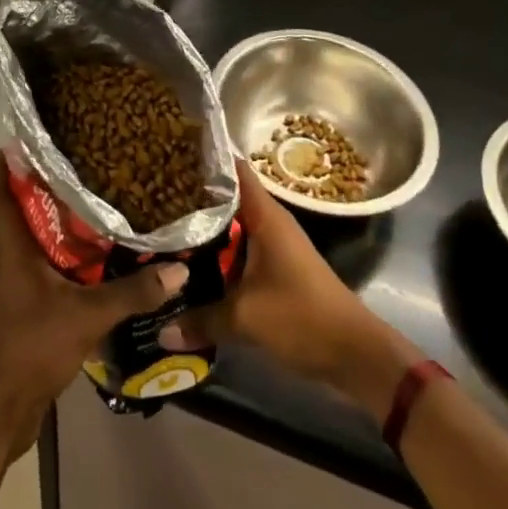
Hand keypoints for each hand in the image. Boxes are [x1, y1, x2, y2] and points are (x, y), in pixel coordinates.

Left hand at [0, 147, 185, 458]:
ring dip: (60, 218)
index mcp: (12, 246)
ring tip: (98, 195)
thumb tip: (178, 268)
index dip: (5, 163)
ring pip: (38, 236)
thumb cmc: (31, 345)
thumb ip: (131, 292)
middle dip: (46, 183)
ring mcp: (20, 282)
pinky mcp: (31, 303)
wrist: (1, 407)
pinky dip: (69, 252)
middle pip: (22, 208)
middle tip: (81, 159)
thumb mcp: (86, 314)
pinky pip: (50, 264)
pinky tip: (100, 253)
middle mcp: (12, 257)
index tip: (25, 136)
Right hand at [164, 160, 421, 411]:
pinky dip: (216, 253)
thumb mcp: (245, 319)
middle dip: (192, 197)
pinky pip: (238, 251)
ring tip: (161, 224)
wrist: (356, 355)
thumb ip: (200, 320)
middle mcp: (269, 223)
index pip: (233, 169)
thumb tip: (160, 331)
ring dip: (203, 228)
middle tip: (151, 194)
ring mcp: (274, 247)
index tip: (170, 153)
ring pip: (231, 227)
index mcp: (265, 216)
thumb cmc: (302, 318)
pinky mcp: (275, 270)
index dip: (203, 158)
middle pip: (226, 198)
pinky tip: (189, 262)